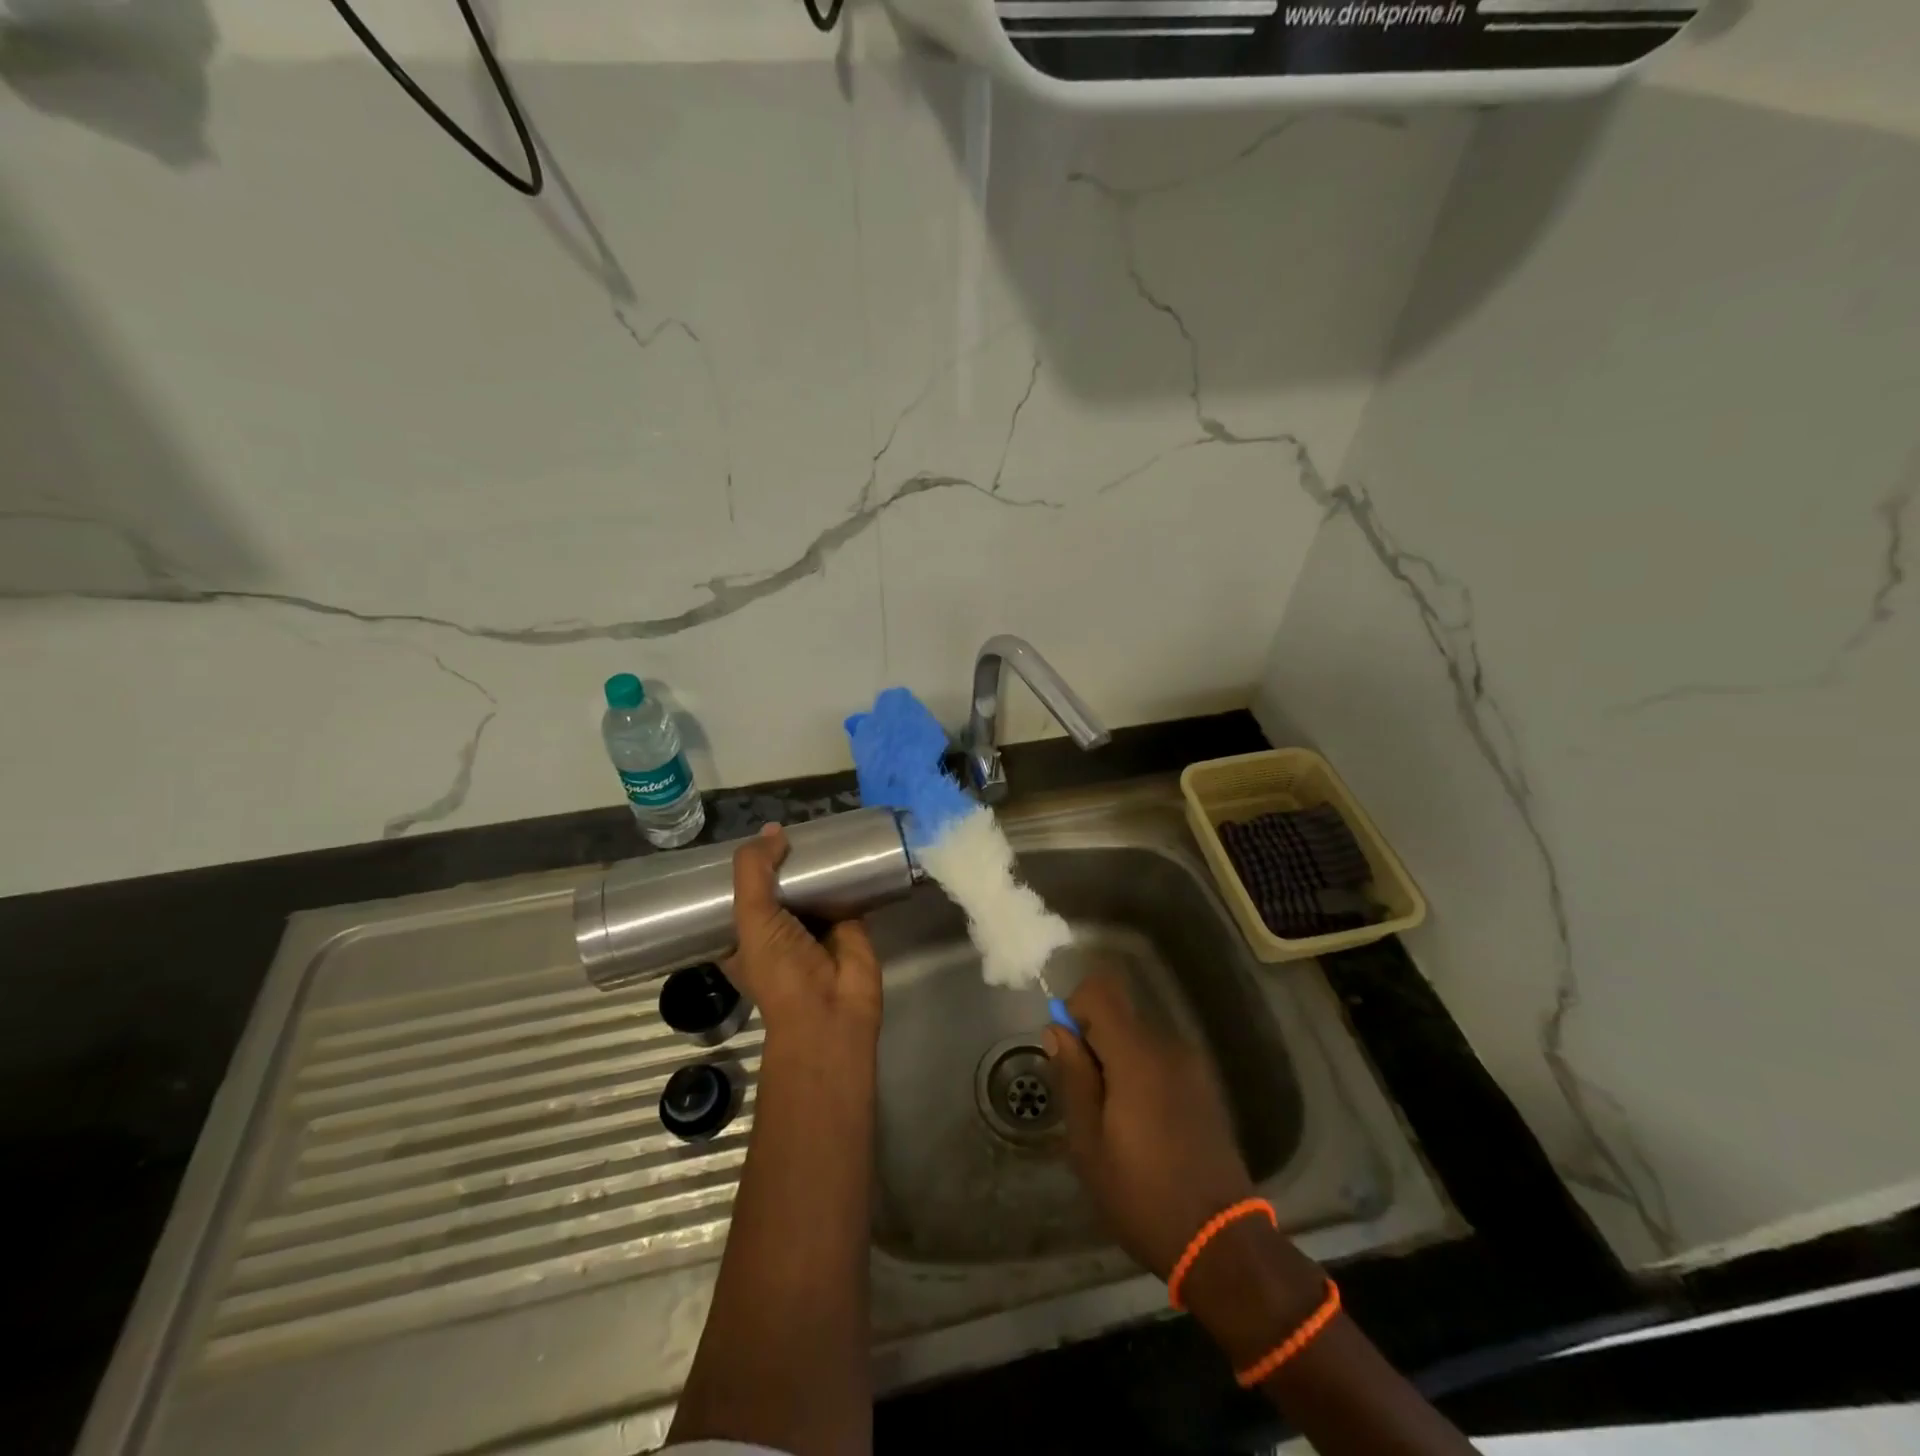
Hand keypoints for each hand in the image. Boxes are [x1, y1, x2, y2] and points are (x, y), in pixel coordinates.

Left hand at [724, 824, 882, 1051]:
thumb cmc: (779, 971)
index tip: (747, 835)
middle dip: (782, 858)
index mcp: (745, 934)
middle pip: (779, 883)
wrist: (831, 1010)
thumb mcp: (751, 918)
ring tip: (819, 824)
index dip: (742, 867)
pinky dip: (848, 870)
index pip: (738, 894)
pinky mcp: (849, 922)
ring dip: (815, 860)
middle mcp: (778, 928)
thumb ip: (755, 871)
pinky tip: (850, 844)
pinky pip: (847, 888)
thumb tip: (774, 829)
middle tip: (788, 822)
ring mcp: (815, 925)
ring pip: (812, 883)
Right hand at [1044, 967, 1257, 1280]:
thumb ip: (1073, 1077)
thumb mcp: (1088, 1143)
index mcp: (1137, 1055)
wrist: (1221, 1242)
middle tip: (1086, 1098)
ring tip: (1114, 1119)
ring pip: (1138, 1038)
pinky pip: (1160, 1059)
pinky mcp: (1205, 1086)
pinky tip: (1143, 1125)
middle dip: (1094, 1042)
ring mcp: (1192, 1065)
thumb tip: (1057, 1029)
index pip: (1100, 990)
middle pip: (1119, 1014)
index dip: (1075, 1008)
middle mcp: (1168, 1046)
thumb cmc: (1142, 1195)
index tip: (1068, 1052)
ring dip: (1117, 1061)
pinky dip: (1141, 1075)